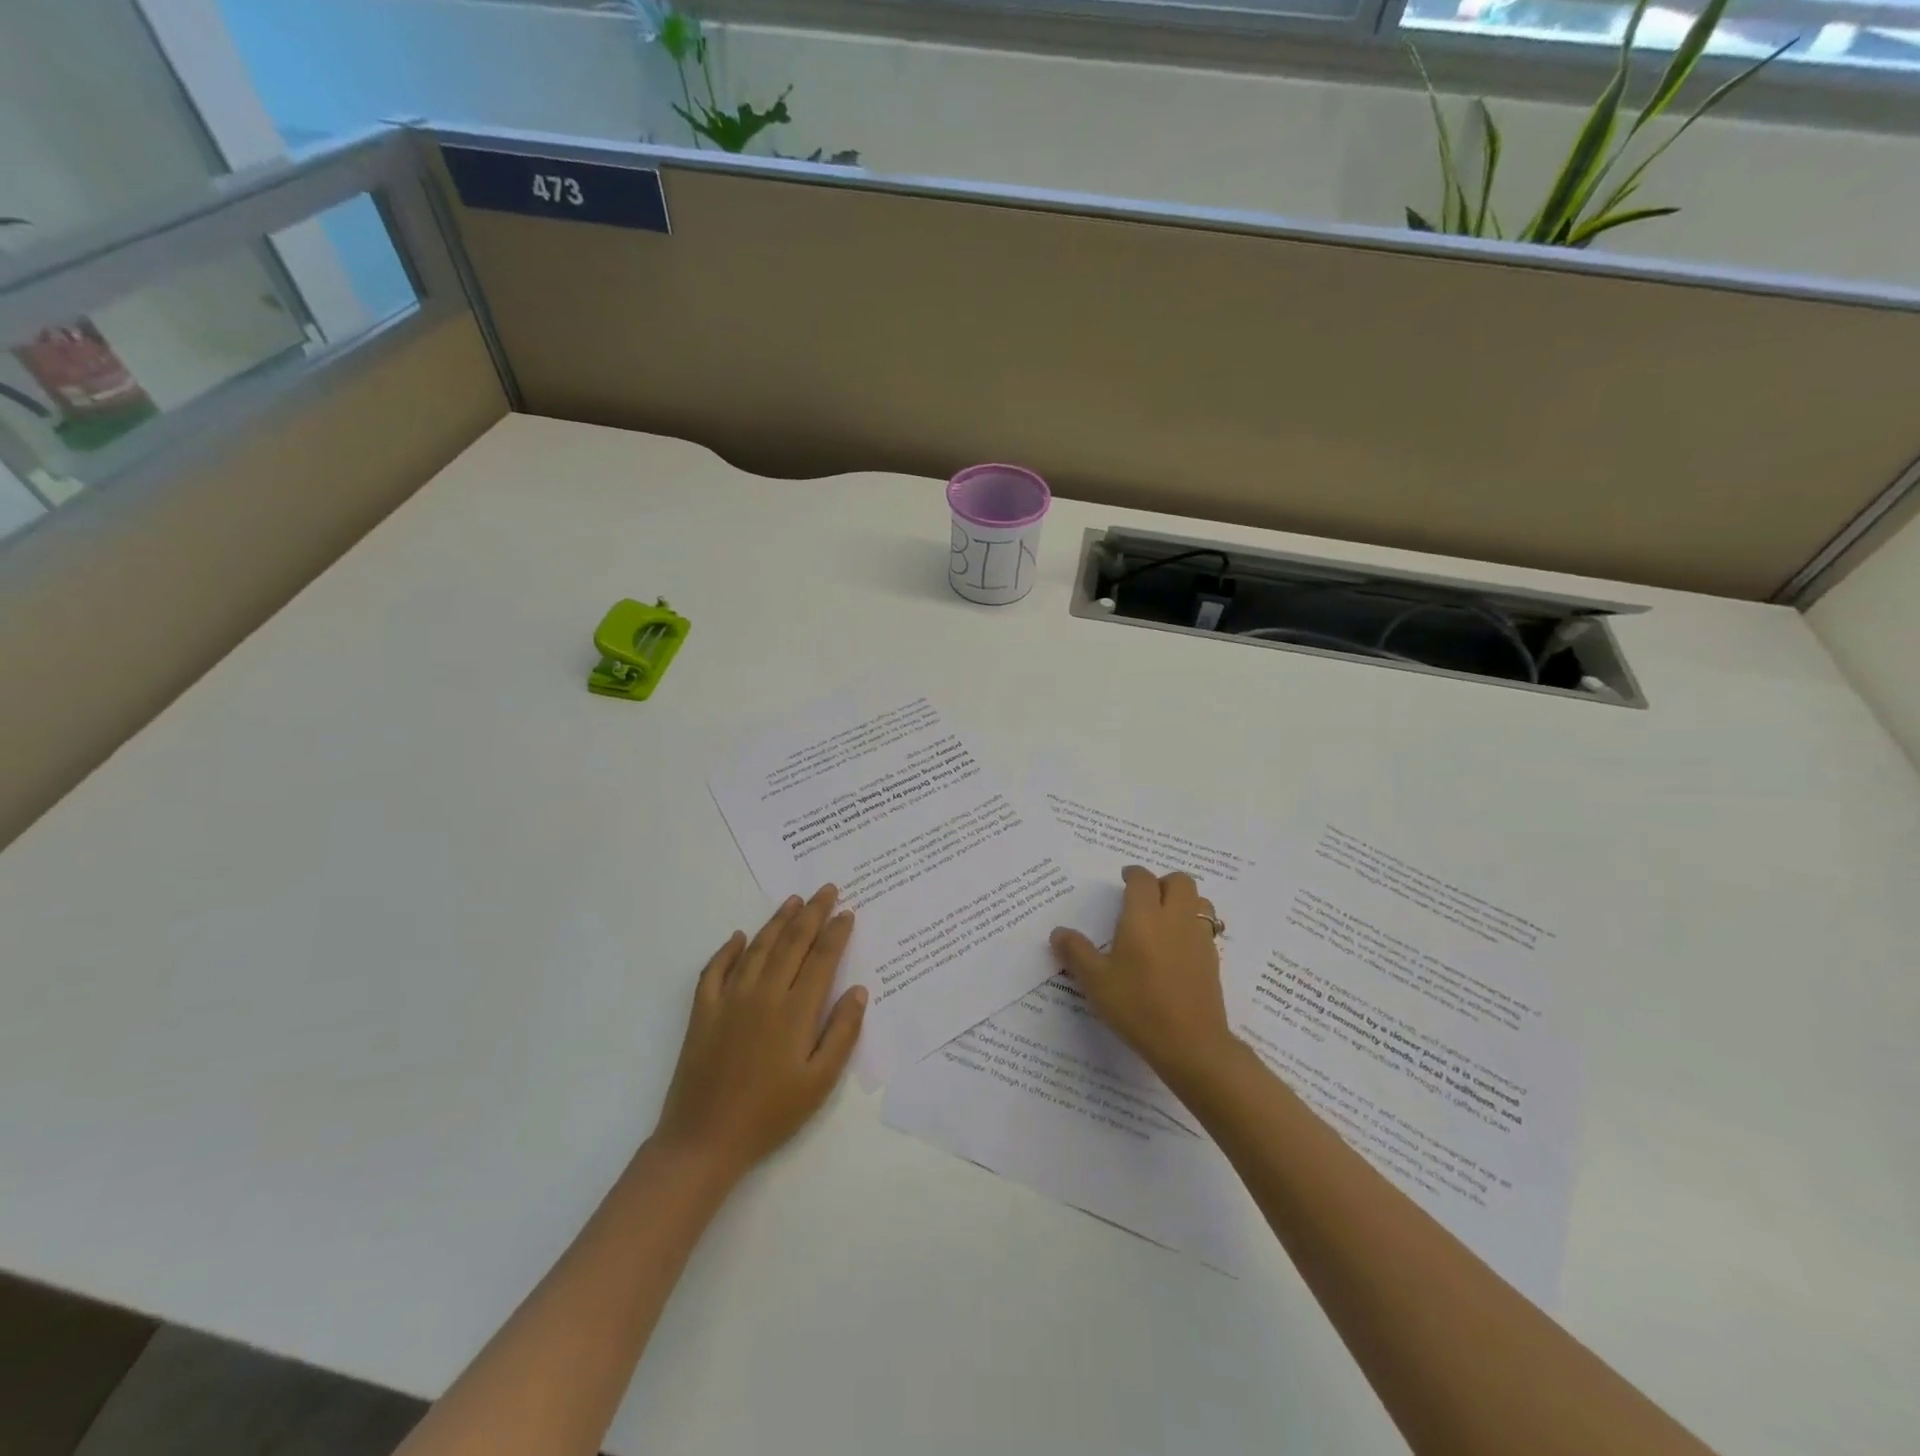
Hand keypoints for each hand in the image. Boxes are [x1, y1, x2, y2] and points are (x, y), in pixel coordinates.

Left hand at [652, 885, 866, 1180]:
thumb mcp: (819, 1083)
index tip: (847, 912)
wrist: (705, 1140)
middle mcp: (763, 994)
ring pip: (757, 948)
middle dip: (812, 913)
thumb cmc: (771, 1114)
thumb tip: (858, 990)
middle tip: (827, 890)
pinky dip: (728, 950)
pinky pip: (714, 970)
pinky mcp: (703, 1012)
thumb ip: (842, 1033)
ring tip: (793, 900)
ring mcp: (729, 1000)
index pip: (821, 959)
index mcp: (794, 1011)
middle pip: (792, 943)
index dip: (836, 933)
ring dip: (777, 922)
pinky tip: (739, 937)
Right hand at [1050, 865, 1237, 1087]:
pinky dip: (1192, 925)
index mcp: (1144, 916)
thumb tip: (1058, 932)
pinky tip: (1178, 947)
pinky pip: (1206, 927)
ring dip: (1183, 900)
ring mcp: (1199, 938)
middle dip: (1162, 882)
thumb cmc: (1137, 1006)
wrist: (1190, 1043)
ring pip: (1199, 901)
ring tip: (1165, 918)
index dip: (1133, 874)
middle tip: (1145, 898)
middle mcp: (1175, 918)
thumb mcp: (1096, 981)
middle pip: (1179, 882)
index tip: (1124, 878)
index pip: (1143, 879)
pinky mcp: (1213, 959)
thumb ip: (1076, 952)